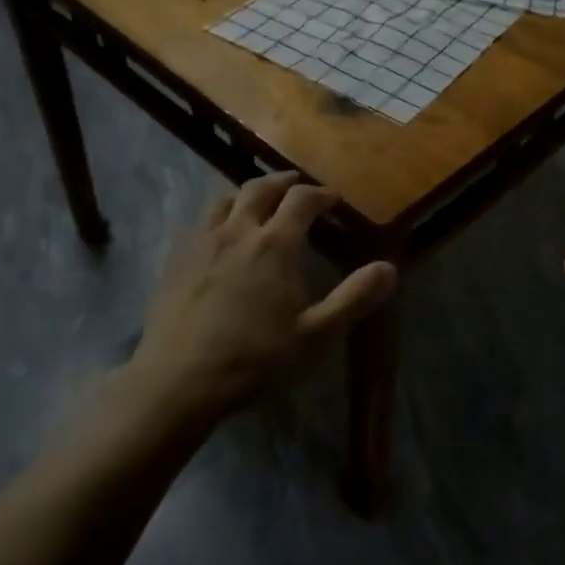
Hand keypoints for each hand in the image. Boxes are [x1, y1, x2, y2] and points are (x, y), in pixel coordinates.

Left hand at [129, 172, 396, 417]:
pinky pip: (199, 222)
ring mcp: (201, 244)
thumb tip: (389, 267)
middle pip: (260, 188)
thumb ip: (354, 298)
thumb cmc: (255, 360)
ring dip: (247, 194)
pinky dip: (219, 216)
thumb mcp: (316, 335)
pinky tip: (220, 236)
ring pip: (224, 200)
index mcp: (275, 245)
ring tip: (258, 203)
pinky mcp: (175, 261)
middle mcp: (237, 232)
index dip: (320, 194)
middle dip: (283, 182)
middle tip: (297, 187)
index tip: (333, 199)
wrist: (178, 383)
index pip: (301, 199)